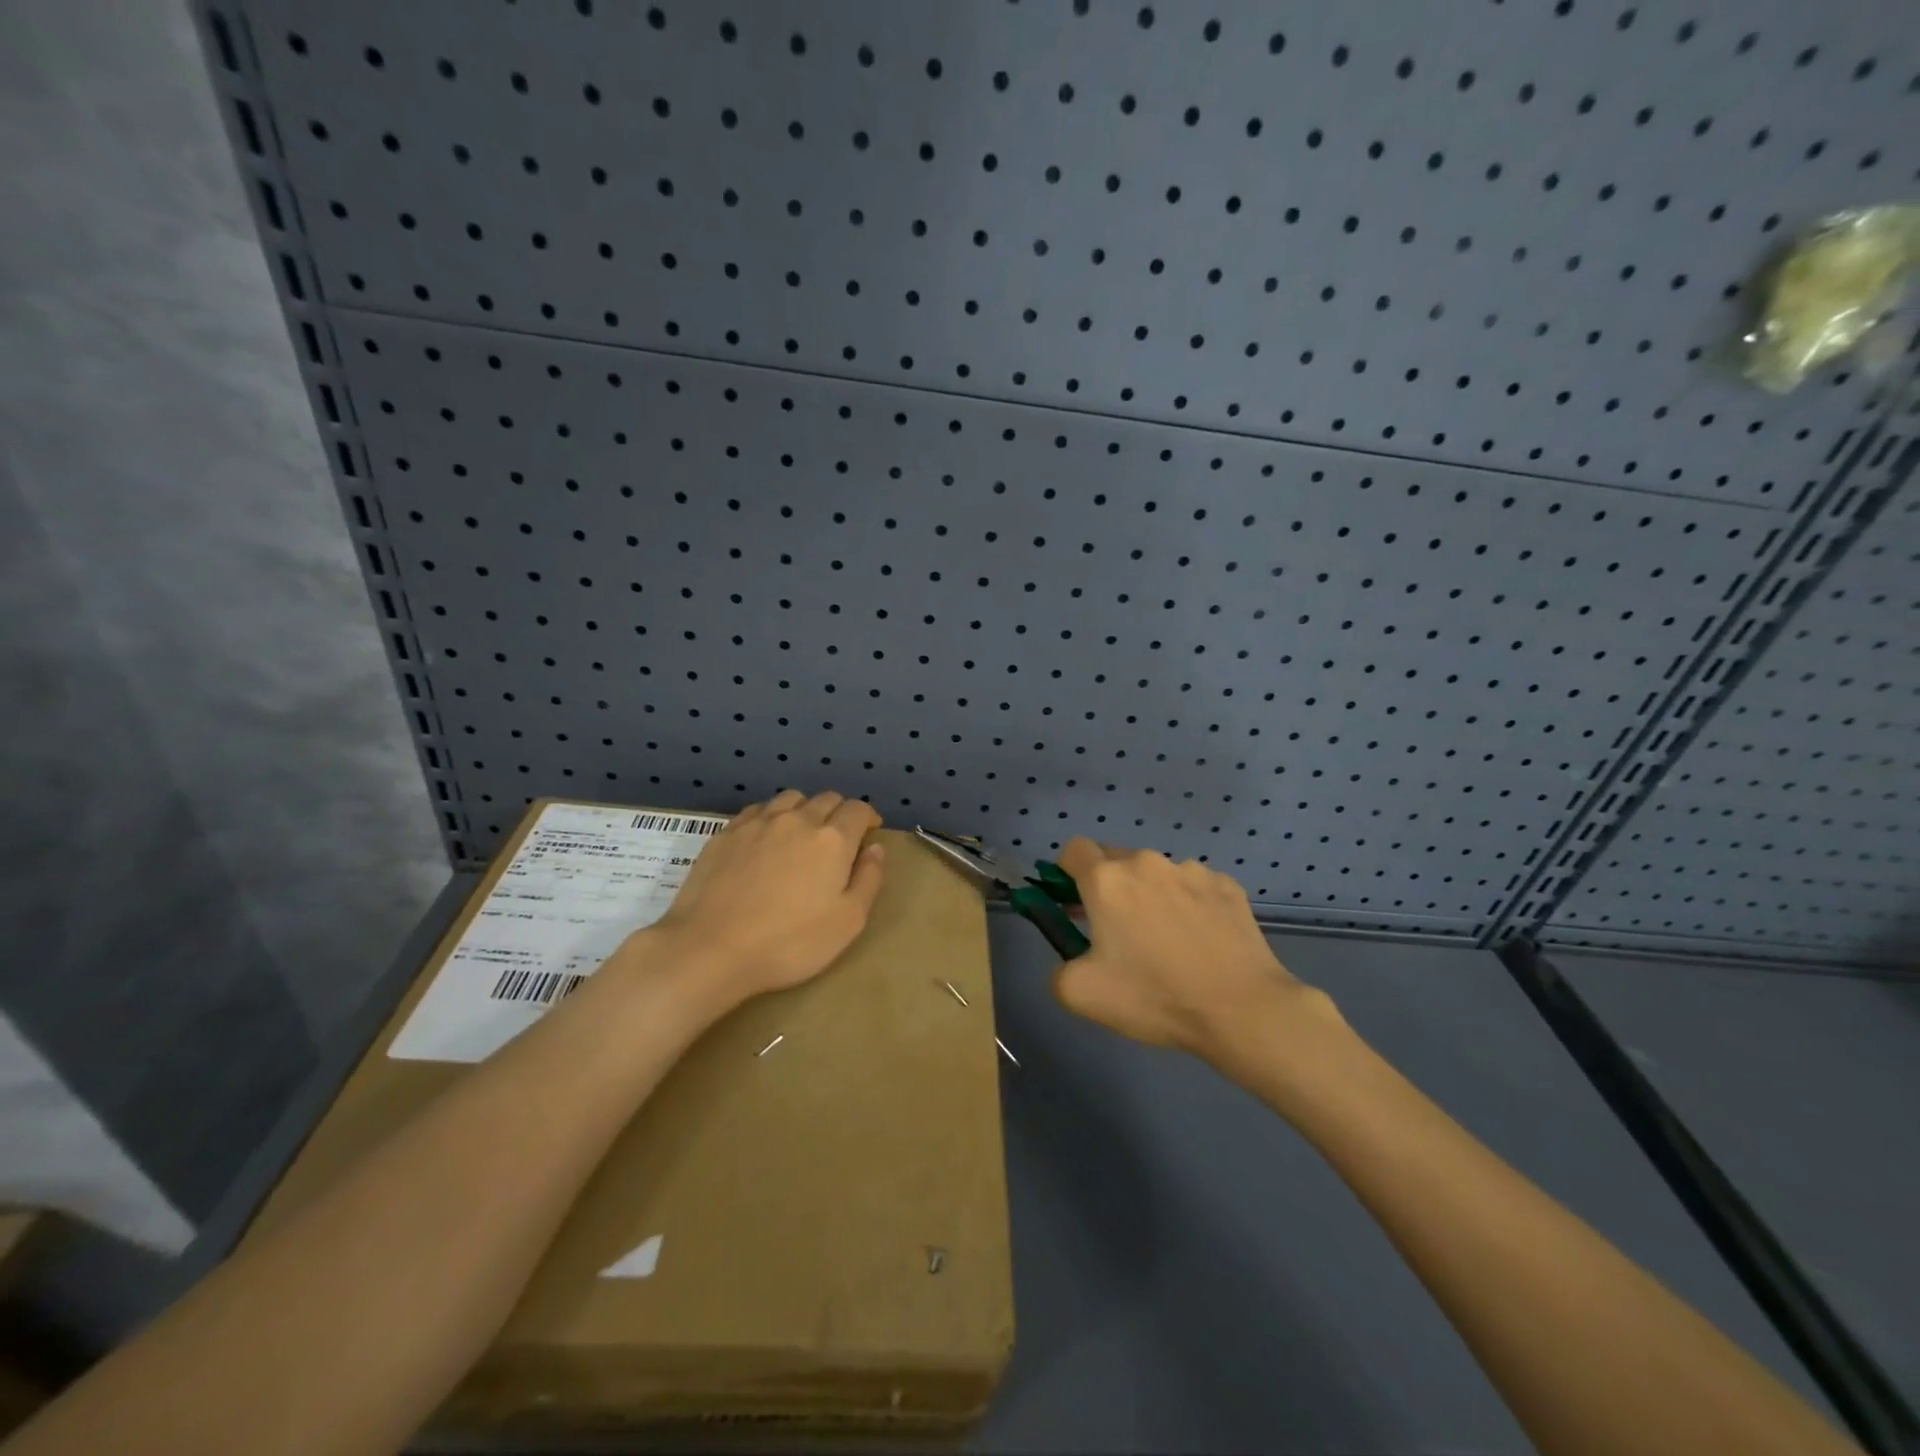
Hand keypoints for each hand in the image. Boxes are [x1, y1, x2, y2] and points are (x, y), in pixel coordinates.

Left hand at [639, 790, 884, 1005]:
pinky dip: (771, 817)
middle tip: (838, 838)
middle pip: (826, 799)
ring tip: (802, 833)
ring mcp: (758, 823)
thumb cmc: (789, 943)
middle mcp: (797, 820)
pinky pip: (757, 811)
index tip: (869, 831)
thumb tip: (875, 848)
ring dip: (804, 809)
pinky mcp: (726, 833)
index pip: (858, 810)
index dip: (868, 817)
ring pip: (790, 799)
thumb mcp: (847, 922)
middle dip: (839, 812)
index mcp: (832, 839)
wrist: (711, 949)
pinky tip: (765, 839)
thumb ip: (868, 879)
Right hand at [1051, 838, 1341, 1064]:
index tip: (1073, 902)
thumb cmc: (1154, 996)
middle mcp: (1147, 862)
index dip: (1066, 871)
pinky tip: (1201, 942)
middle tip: (1116, 930)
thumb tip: (1073, 958)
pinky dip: (1188, 906)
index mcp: (1107, 880)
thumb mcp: (1081, 994)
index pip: (1074, 850)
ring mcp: (1191, 870)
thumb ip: (1058, 968)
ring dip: (1150, 896)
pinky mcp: (1226, 885)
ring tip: (1167, 943)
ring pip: (1155, 874)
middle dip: (1108, 887)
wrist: (1241, 1009)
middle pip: (1115, 860)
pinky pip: (1193, 887)